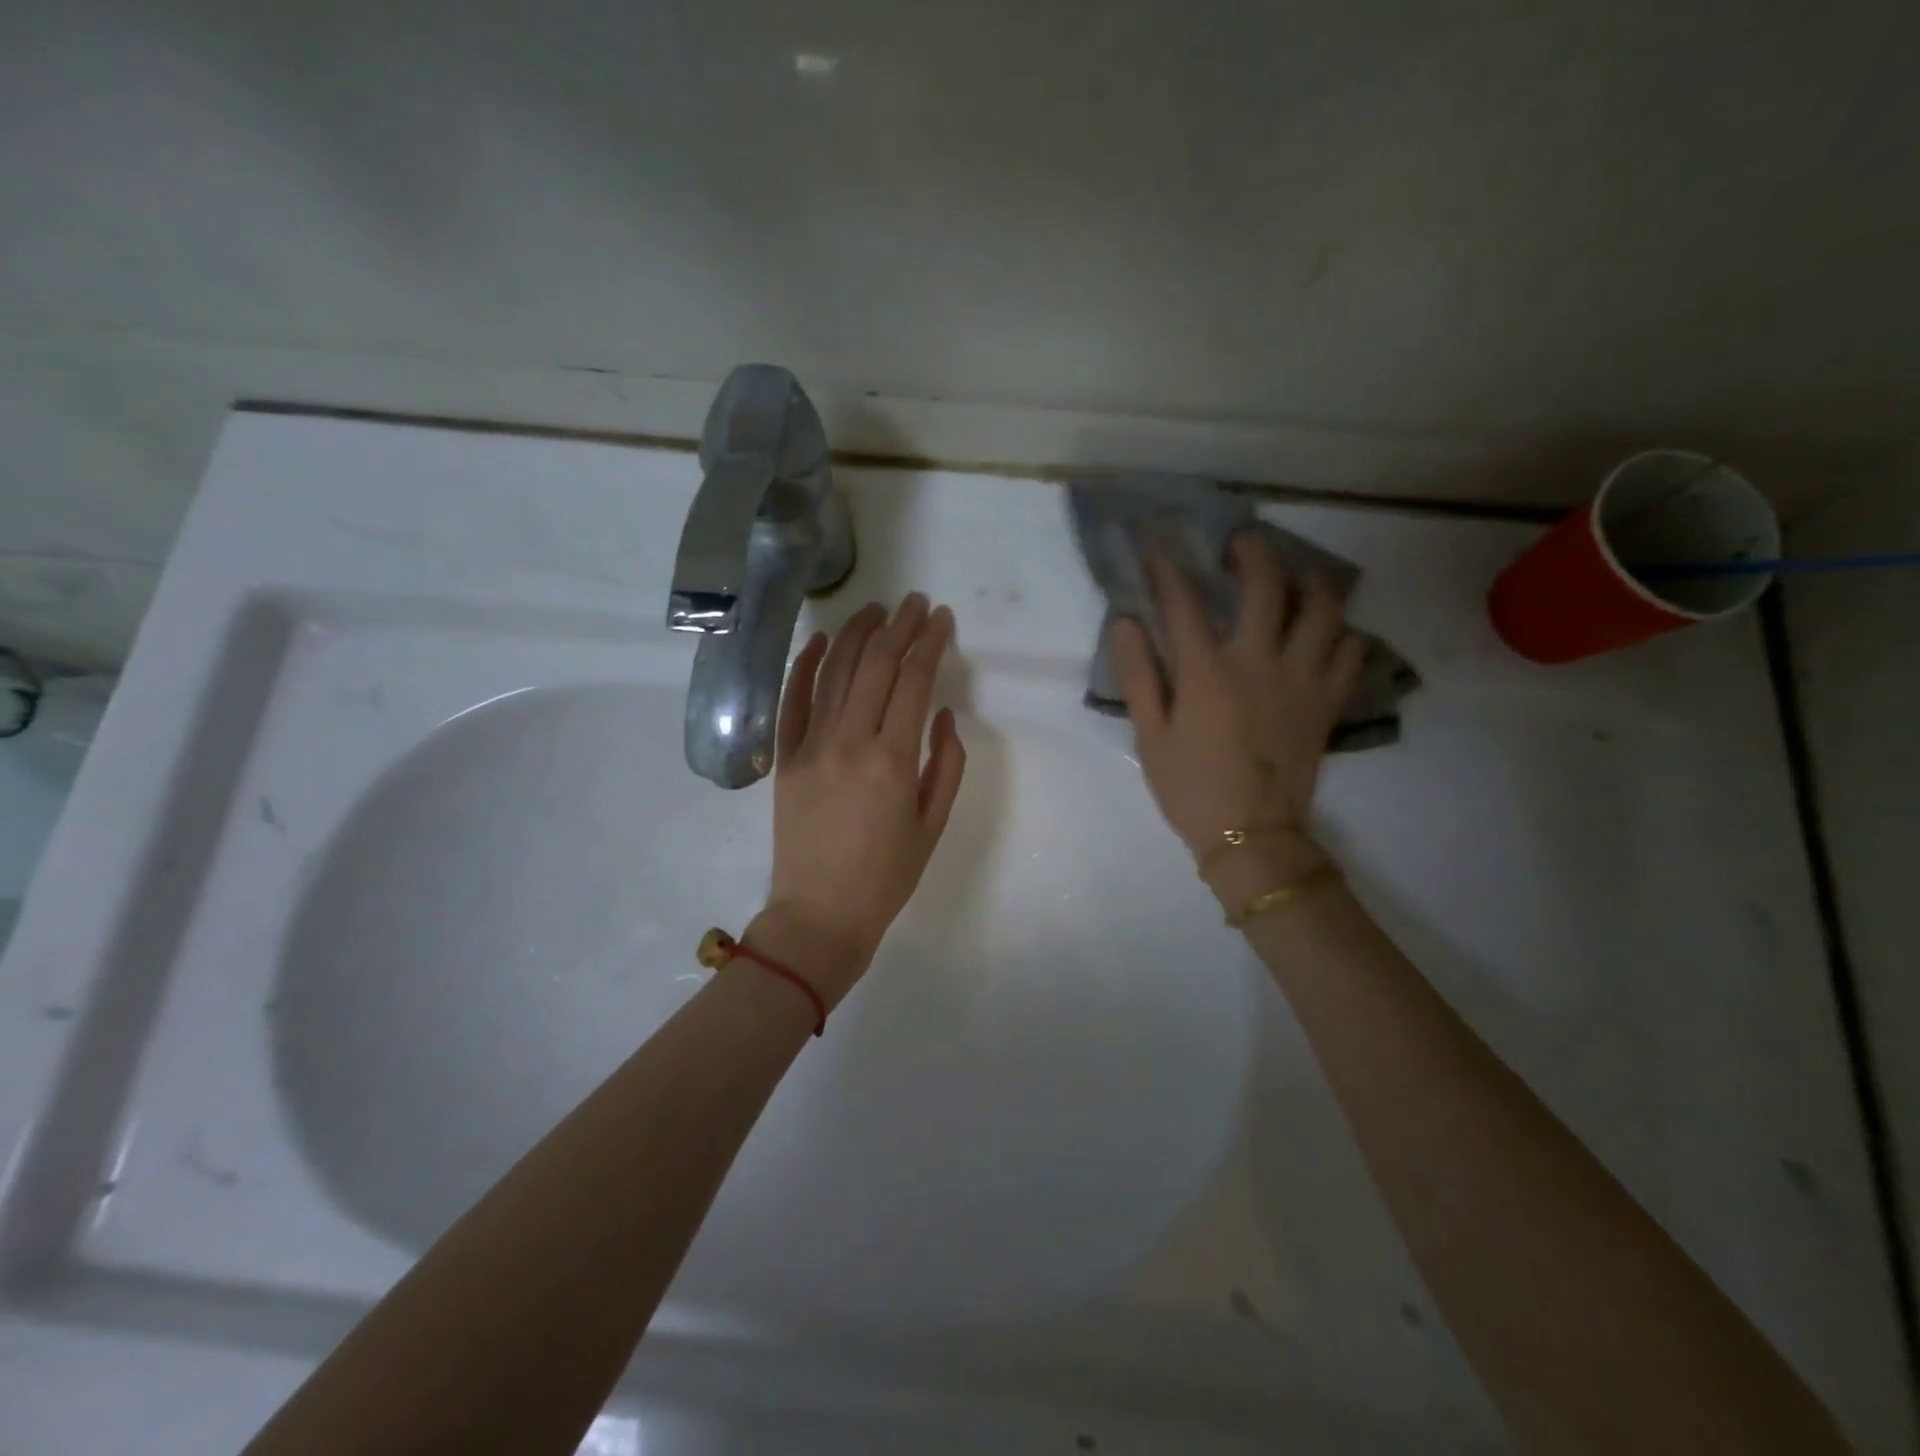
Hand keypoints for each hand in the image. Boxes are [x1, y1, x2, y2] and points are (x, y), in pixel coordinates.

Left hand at [751, 595, 966, 1006]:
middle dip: (899, 627)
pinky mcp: (784, 758)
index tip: (941, 618)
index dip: (930, 642)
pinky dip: (806, 666)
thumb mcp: (933, 824)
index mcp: (892, 760)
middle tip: (915, 603)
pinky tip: (822, 640)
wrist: (819, 914)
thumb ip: (946, 764)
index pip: (914, 680)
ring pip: (834, 672)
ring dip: (857, 634)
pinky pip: (792, 701)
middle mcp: (849, 741)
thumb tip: (943, 714)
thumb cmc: (887, 876)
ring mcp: (809, 746)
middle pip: (876, 665)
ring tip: (875, 609)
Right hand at [1112, 533, 1362, 870]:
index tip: (1156, 540)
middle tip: (1242, 543)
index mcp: (1208, 672)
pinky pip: (1351, 651)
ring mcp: (1302, 679)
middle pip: (1267, 585)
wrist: (1252, 835)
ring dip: (1309, 582)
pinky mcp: (1328, 702)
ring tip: (1295, 578)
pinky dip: (1342, 633)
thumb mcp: (1149, 736)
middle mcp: (1260, 662)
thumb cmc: (1190, 787)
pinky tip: (1326, 633)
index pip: (1183, 602)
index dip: (1167, 565)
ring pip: (1324, 609)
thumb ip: (1138, 676)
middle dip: (1253, 551)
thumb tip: (1126, 623)